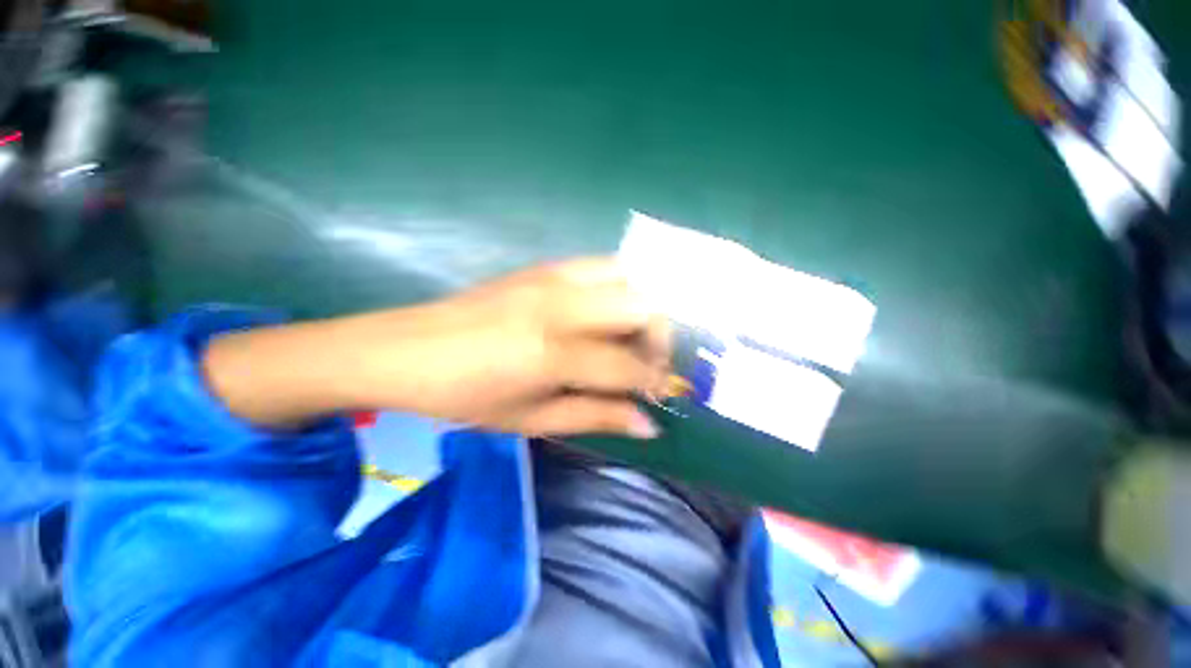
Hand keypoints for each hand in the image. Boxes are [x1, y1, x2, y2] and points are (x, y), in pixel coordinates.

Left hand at [349, 257, 671, 436]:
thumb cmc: (465, 396)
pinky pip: (599, 266)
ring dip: (640, 307)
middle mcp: (561, 305)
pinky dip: (617, 287)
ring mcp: (551, 277)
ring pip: (626, 277)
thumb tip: (649, 425)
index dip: (653, 381)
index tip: (661, 393)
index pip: (628, 364)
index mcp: (553, 352)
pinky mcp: (542, 266)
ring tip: (628, 335)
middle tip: (644, 362)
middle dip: (657, 337)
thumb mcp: (532, 419)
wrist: (405, 350)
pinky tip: (603, 312)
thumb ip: (596, 416)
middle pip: (641, 306)